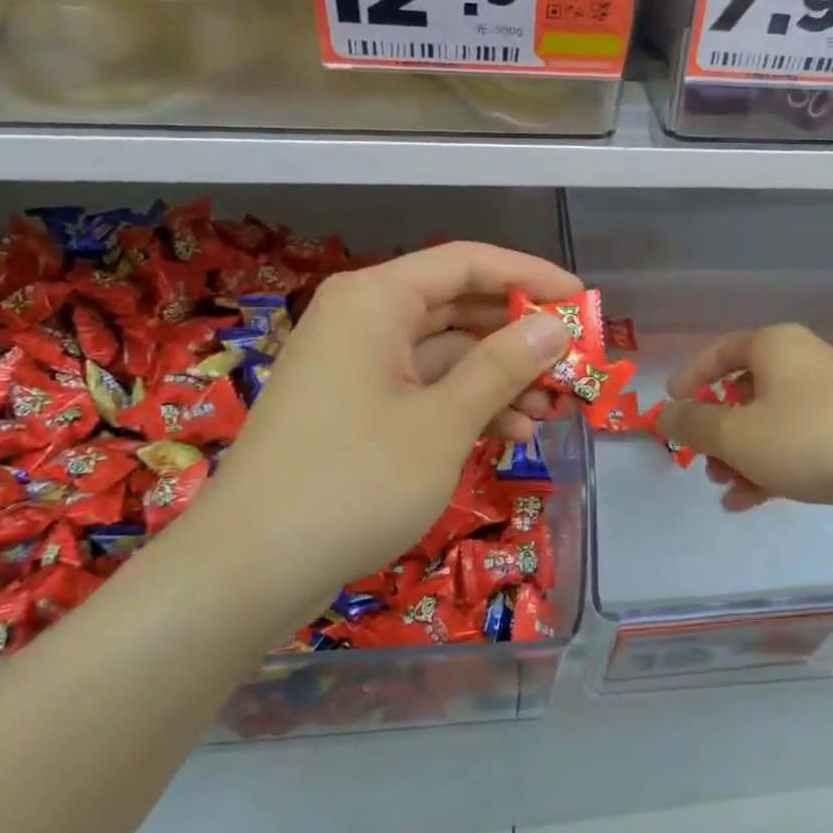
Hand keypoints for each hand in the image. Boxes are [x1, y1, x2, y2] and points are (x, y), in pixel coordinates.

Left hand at [195, 242, 578, 602]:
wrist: (249, 570)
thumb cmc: (355, 481)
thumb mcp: (444, 421)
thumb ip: (504, 365)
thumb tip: (555, 324)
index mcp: (376, 300)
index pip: (467, 262)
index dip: (530, 275)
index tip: (583, 300)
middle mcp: (364, 319)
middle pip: (458, 306)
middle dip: (519, 335)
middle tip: (574, 362)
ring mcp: (356, 365)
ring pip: (445, 353)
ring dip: (499, 377)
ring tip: (550, 411)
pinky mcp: (355, 407)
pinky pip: (423, 388)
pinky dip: (466, 405)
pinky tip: (508, 433)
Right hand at [656, 324, 832, 535]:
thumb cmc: (807, 438)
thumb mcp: (736, 434)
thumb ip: (693, 425)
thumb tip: (661, 416)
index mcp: (776, 347)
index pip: (723, 350)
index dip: (693, 375)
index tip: (671, 402)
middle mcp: (802, 365)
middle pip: (744, 391)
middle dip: (717, 429)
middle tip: (700, 456)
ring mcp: (827, 402)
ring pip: (768, 424)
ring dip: (739, 455)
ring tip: (723, 485)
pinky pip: (793, 447)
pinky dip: (768, 468)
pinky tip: (746, 502)